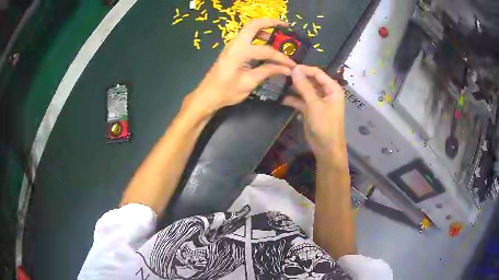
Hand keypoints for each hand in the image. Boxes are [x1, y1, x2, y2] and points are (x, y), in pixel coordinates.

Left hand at [185, 19, 295, 116]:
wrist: (208, 95)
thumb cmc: (226, 91)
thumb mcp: (249, 83)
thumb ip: (268, 72)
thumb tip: (286, 69)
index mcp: (239, 52)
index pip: (266, 50)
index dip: (281, 57)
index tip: (292, 64)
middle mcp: (235, 43)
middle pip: (253, 25)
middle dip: (270, 23)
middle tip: (285, 26)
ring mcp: (232, 45)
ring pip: (249, 29)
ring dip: (264, 28)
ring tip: (278, 35)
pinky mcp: (232, 49)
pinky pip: (246, 36)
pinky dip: (258, 35)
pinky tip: (267, 43)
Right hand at [283, 65, 346, 161]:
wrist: (326, 148)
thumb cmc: (325, 125)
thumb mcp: (314, 104)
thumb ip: (304, 86)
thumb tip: (295, 70)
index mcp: (332, 88)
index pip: (317, 73)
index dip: (304, 69)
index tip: (288, 67)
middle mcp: (325, 92)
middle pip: (310, 80)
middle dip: (297, 78)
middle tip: (281, 74)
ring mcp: (317, 101)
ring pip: (304, 90)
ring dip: (293, 88)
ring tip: (279, 84)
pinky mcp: (310, 109)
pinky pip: (300, 100)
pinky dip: (292, 99)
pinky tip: (281, 98)